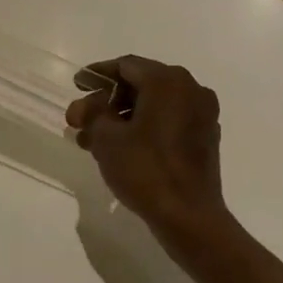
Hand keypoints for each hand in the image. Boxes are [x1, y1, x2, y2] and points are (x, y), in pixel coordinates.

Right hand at [66, 56, 229, 239]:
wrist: (188, 215)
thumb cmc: (145, 169)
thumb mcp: (107, 138)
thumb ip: (91, 113)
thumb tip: (84, 106)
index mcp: (167, 81)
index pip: (126, 66)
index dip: (97, 74)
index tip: (77, 85)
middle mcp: (190, 89)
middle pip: (140, 84)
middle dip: (107, 101)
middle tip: (81, 119)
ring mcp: (202, 114)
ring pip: (153, 105)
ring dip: (122, 117)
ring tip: (93, 140)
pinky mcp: (205, 137)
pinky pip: (168, 121)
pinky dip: (144, 127)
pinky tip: (120, 147)